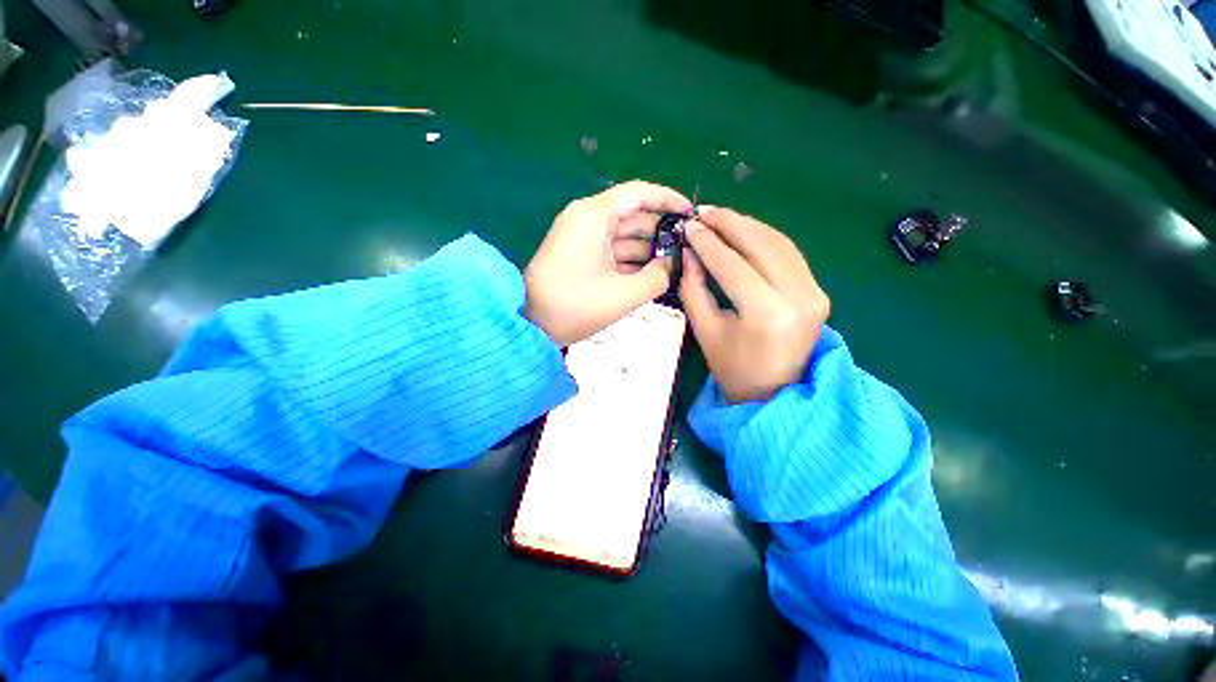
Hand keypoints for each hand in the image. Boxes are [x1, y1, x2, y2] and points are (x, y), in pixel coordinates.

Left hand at [525, 181, 692, 345]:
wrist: (531, 324)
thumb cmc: (576, 305)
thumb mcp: (625, 294)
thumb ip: (658, 276)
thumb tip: (672, 263)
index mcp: (594, 215)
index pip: (638, 193)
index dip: (668, 200)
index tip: (691, 214)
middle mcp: (586, 218)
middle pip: (632, 214)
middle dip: (661, 230)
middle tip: (687, 247)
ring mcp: (581, 237)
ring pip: (623, 235)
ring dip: (647, 248)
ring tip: (674, 264)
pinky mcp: (578, 254)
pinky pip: (611, 250)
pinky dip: (630, 260)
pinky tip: (651, 274)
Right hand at [680, 207, 830, 402]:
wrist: (774, 392)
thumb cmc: (732, 368)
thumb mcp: (705, 330)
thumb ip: (693, 288)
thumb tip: (689, 251)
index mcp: (765, 313)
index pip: (732, 264)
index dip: (707, 242)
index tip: (688, 226)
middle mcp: (798, 296)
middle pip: (761, 244)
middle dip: (729, 223)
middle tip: (702, 212)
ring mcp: (815, 292)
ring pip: (779, 242)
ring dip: (747, 225)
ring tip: (719, 218)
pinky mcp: (818, 291)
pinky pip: (789, 254)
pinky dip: (765, 238)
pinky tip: (744, 232)